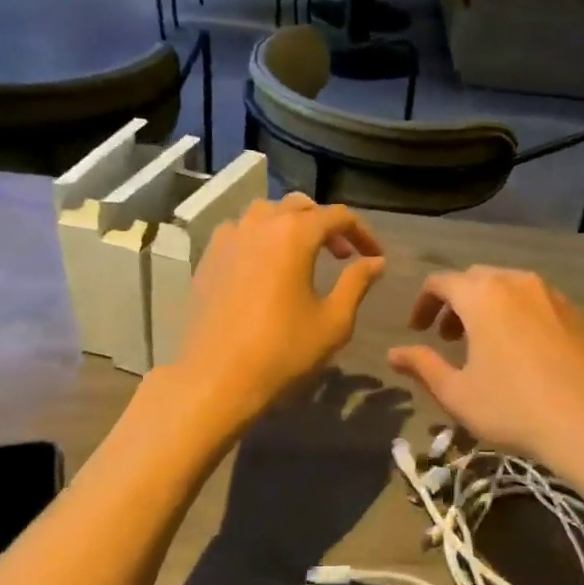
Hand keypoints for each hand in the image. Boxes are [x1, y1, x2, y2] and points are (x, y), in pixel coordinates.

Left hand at [176, 196, 385, 430]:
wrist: (216, 378)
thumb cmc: (282, 350)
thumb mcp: (333, 321)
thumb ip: (357, 283)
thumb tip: (376, 261)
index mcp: (294, 234)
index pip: (338, 216)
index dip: (362, 232)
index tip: (374, 255)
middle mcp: (260, 224)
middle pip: (300, 206)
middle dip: (326, 225)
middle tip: (342, 255)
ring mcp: (229, 237)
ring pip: (266, 213)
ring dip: (291, 225)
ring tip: (303, 254)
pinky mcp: (208, 257)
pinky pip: (240, 231)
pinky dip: (261, 237)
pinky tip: (266, 266)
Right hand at [387, 268, 583, 466]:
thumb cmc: (513, 407)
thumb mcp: (456, 393)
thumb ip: (422, 366)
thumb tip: (394, 353)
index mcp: (482, 295)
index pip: (441, 282)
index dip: (423, 303)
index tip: (418, 331)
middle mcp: (519, 283)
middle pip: (478, 280)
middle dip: (457, 303)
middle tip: (449, 338)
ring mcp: (556, 296)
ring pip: (513, 289)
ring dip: (492, 309)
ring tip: (489, 346)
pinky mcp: (583, 315)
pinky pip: (543, 306)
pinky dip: (525, 319)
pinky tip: (530, 355)